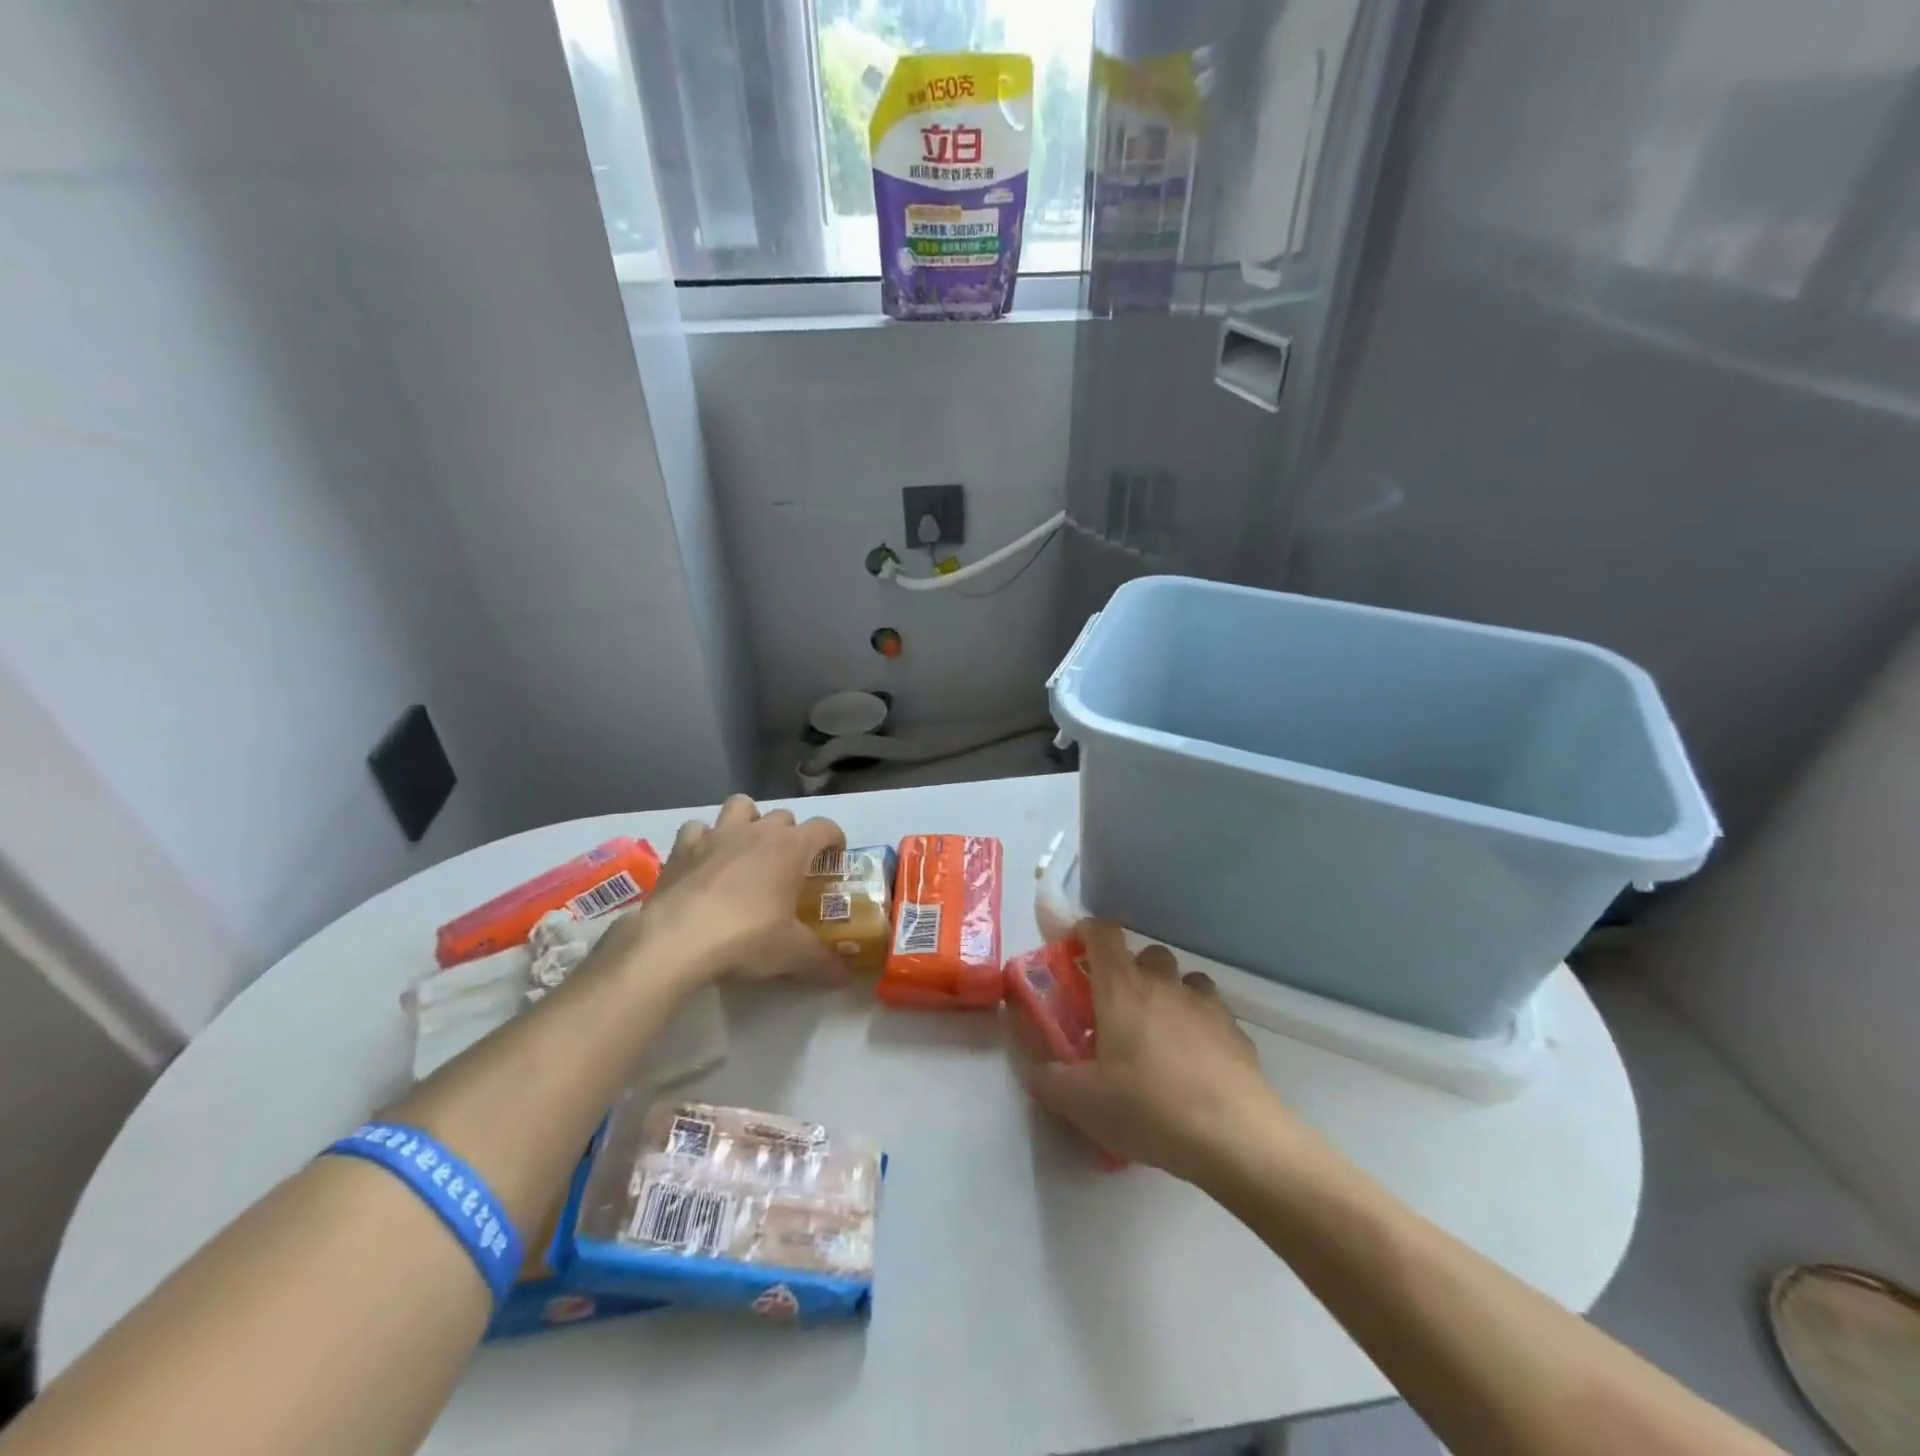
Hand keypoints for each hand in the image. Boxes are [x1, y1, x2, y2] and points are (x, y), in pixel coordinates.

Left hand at [598, 795, 846, 988]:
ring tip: (747, 849)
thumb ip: (821, 963)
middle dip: (791, 834)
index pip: (824, 827)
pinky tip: (705, 861)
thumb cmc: (745, 938)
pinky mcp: (682, 848)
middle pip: (783, 816)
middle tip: (790, 865)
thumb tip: (843, 977)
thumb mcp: (791, 954)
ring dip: (748, 821)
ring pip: (740, 806)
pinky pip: (697, 828)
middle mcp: (756, 831)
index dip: (834, 839)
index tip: (834, 857)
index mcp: (790, 848)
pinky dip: (704, 839)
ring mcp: (716, 835)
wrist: (676, 941)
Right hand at [1015, 920, 1295, 1183]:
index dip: (1086, 932)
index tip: (1074, 951)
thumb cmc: (1149, 1108)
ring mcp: (1206, 1005)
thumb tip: (1035, 1070)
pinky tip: (1195, 1065)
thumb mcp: (1081, 1102)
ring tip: (1159, 1035)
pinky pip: (1212, 1013)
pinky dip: (1199, 1025)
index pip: (1103, 932)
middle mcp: (1164, 984)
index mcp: (1122, 987)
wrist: (1236, 1138)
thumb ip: (1048, 1080)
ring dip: (1168, 994)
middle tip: (1116, 1009)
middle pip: (1146, 954)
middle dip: (1129, 971)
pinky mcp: (1237, 1032)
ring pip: (1184, 980)